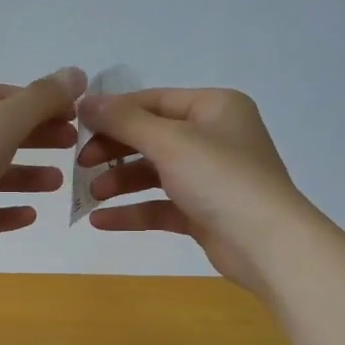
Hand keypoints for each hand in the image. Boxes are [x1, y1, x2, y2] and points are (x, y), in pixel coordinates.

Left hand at [0, 69, 86, 278]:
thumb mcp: (4, 120)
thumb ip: (43, 97)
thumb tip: (76, 72)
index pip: (2, 95)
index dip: (42, 104)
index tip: (76, 117)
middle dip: (36, 140)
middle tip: (73, 146)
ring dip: (24, 176)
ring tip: (58, 183)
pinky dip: (2, 210)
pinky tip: (30, 215)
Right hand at [76, 87, 319, 292]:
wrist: (268, 244)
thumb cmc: (221, 178)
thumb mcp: (169, 141)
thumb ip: (123, 120)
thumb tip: (84, 100)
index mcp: (213, 107)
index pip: (153, 101)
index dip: (113, 113)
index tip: (76, 127)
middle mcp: (213, 137)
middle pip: (151, 137)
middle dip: (114, 151)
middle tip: (80, 163)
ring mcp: (209, 177)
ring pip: (153, 172)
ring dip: (120, 182)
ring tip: (91, 194)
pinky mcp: (203, 212)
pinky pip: (160, 205)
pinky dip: (133, 211)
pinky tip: (101, 221)